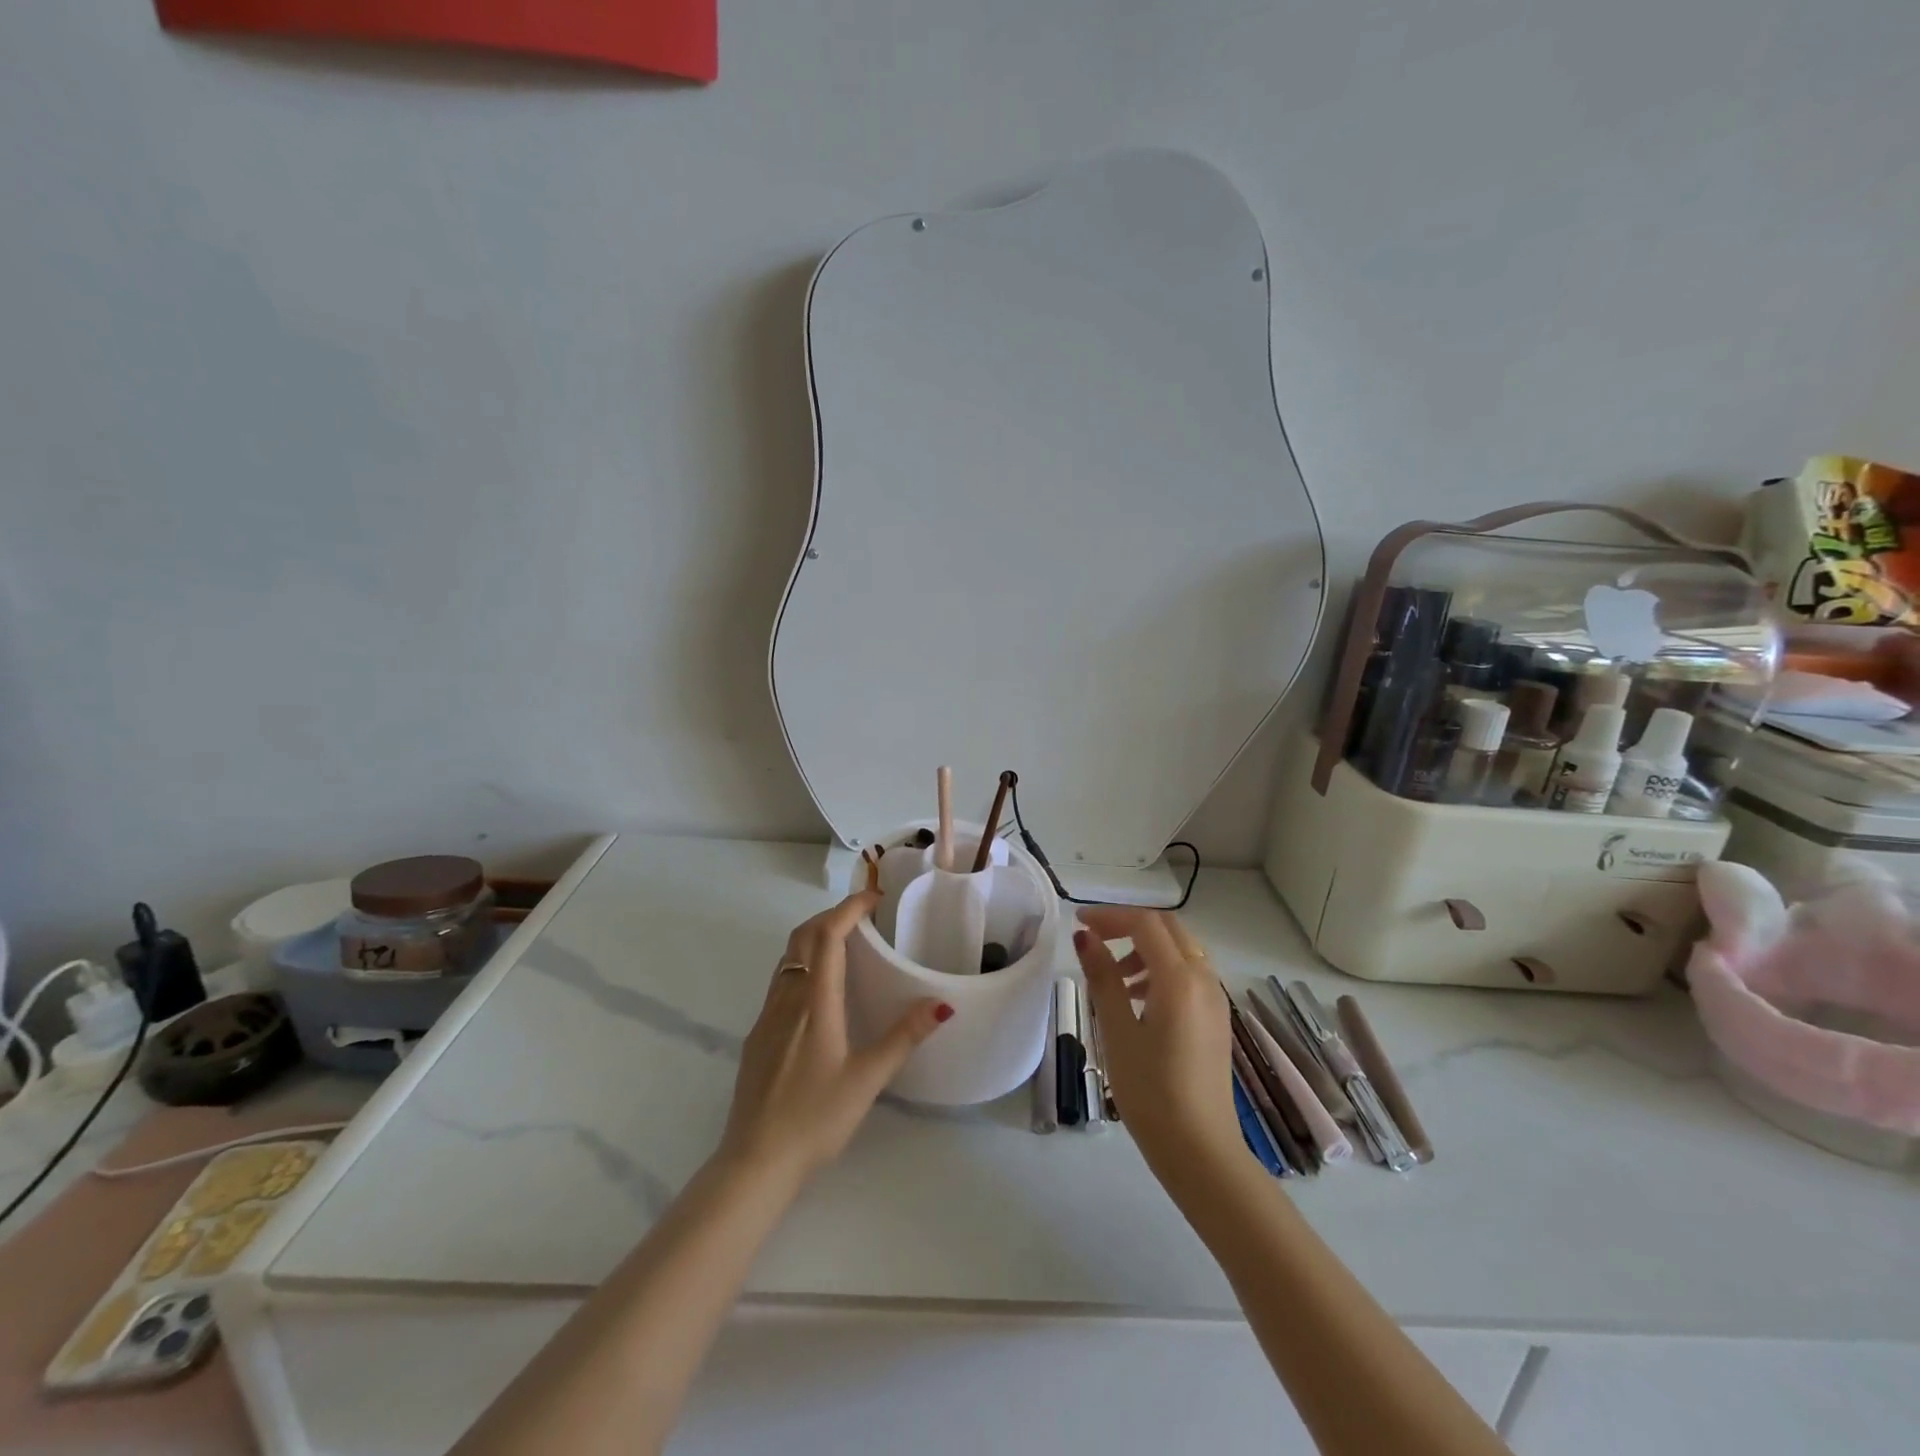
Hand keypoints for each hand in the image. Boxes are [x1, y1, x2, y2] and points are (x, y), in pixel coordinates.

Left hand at [719, 891, 951, 1185]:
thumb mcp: (867, 1079)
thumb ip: (904, 1037)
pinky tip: (819, 991)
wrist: (754, 1161)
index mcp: (815, 1002)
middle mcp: (787, 998)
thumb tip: (942, 1003)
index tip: (875, 897)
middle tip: (864, 917)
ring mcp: (766, 1016)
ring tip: (846, 945)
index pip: (828, 935)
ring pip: (788, 957)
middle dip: (831, 915)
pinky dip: (802, 964)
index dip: (849, 908)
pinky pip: (780, 981)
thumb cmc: (815, 1118)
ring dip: (814, 938)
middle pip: (803, 937)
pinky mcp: (757, 1035)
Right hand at [1073, 908, 1240, 1181]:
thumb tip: (1084, 937)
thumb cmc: (1151, 1092)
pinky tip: (1138, 999)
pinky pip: (1190, 973)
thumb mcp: (1117, 1031)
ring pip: (1182, 949)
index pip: (1144, 924)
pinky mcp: (1217, 1018)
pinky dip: (1162, 969)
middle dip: (1129, 925)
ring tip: (1115, 977)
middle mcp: (1204, 979)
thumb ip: (1103, 977)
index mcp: (1180, 979)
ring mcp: (1216, 999)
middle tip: (1094, 938)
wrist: (1201, 1151)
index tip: (1078, 922)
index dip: (1109, 916)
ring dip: (1146, 948)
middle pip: (1168, 928)